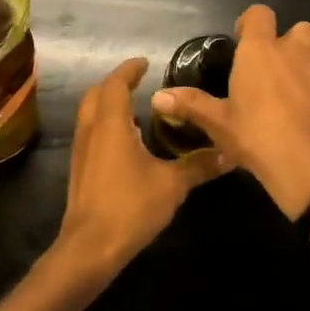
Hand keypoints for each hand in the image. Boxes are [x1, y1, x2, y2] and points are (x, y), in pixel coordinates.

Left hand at [50, 57, 226, 285]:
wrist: (90, 247)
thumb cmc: (130, 206)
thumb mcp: (172, 184)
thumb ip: (198, 165)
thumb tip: (229, 152)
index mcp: (111, 124)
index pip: (115, 85)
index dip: (129, 70)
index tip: (145, 63)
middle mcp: (91, 131)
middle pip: (96, 95)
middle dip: (115, 84)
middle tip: (139, 82)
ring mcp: (81, 151)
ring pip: (90, 114)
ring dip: (108, 105)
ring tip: (136, 108)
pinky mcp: (80, 170)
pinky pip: (91, 134)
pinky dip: (106, 125)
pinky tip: (127, 142)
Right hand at [150, 4, 309, 219]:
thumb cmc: (256, 135)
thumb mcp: (218, 123)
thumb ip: (191, 105)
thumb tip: (158, 97)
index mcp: (260, 51)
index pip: (260, 14)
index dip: (250, 22)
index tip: (240, 39)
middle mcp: (292, 53)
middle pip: (298, 28)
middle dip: (285, 39)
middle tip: (266, 65)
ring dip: (300, 63)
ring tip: (281, 91)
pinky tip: (296, 113)